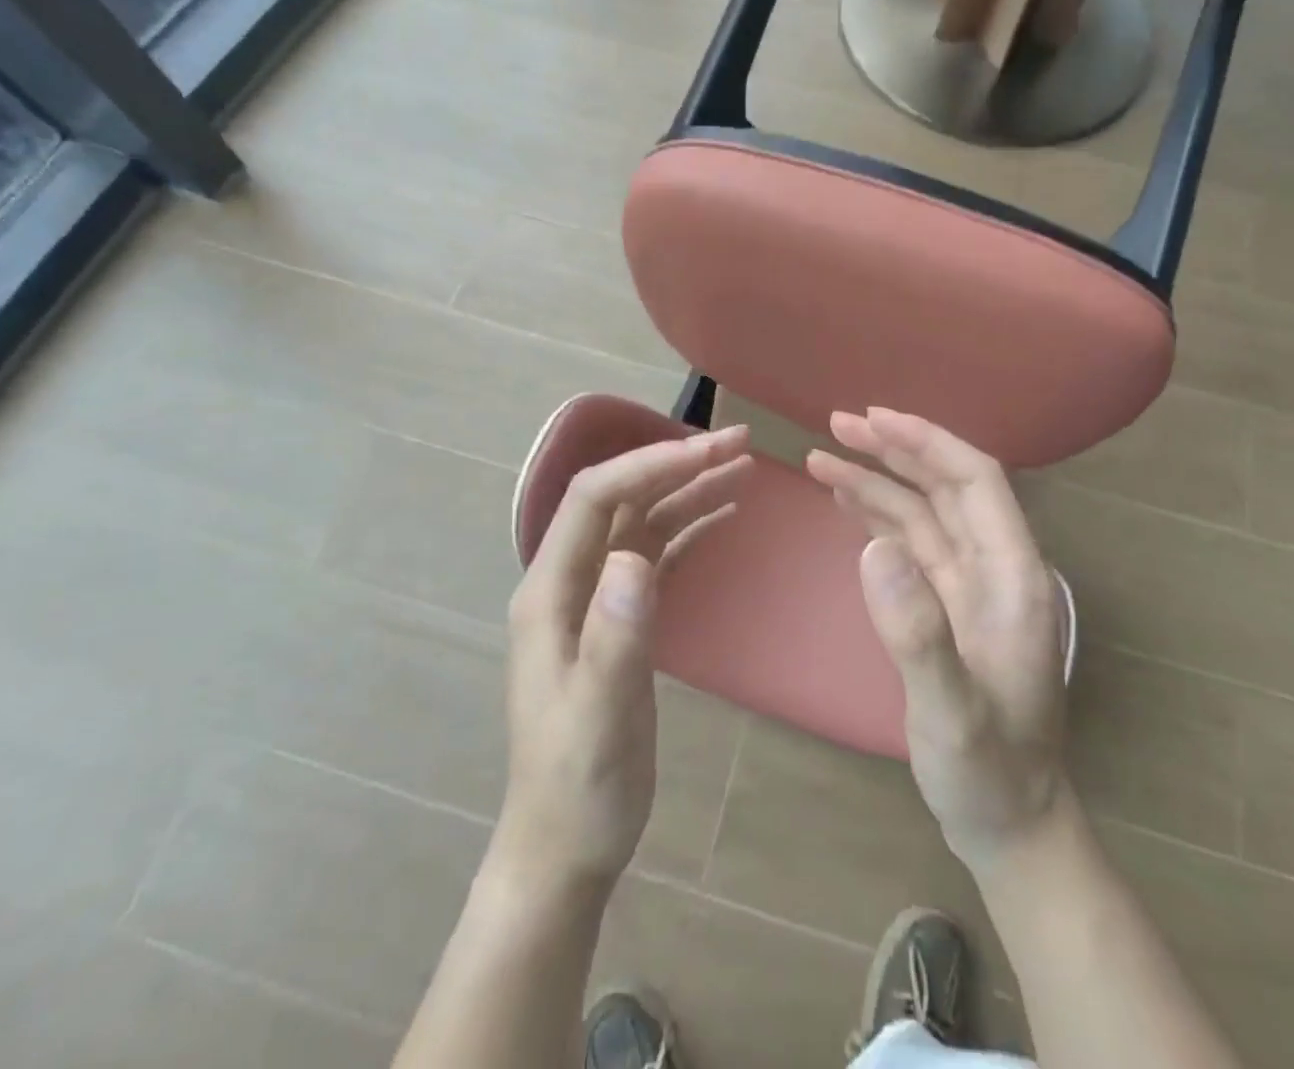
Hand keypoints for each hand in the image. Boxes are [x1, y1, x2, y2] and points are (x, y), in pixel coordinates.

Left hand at [491, 425, 751, 897]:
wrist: (566, 848)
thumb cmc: (578, 788)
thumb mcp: (597, 718)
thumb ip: (613, 638)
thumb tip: (636, 559)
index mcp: (550, 591)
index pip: (595, 498)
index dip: (649, 465)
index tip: (709, 452)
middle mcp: (570, 581)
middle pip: (622, 499)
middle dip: (677, 465)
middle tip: (741, 445)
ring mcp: (596, 598)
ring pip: (643, 521)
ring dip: (689, 491)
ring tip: (743, 468)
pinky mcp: (621, 617)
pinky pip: (657, 554)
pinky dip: (690, 527)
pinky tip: (725, 516)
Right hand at [807, 409, 1070, 873]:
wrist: (1006, 822)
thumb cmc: (988, 771)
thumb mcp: (951, 713)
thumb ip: (917, 632)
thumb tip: (872, 546)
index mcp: (1014, 577)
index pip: (977, 482)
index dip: (928, 443)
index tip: (875, 420)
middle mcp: (995, 568)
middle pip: (946, 486)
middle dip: (894, 450)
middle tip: (836, 425)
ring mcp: (969, 586)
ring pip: (923, 512)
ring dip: (877, 480)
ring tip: (821, 456)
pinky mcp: (945, 605)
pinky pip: (910, 544)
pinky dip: (877, 516)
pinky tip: (845, 501)